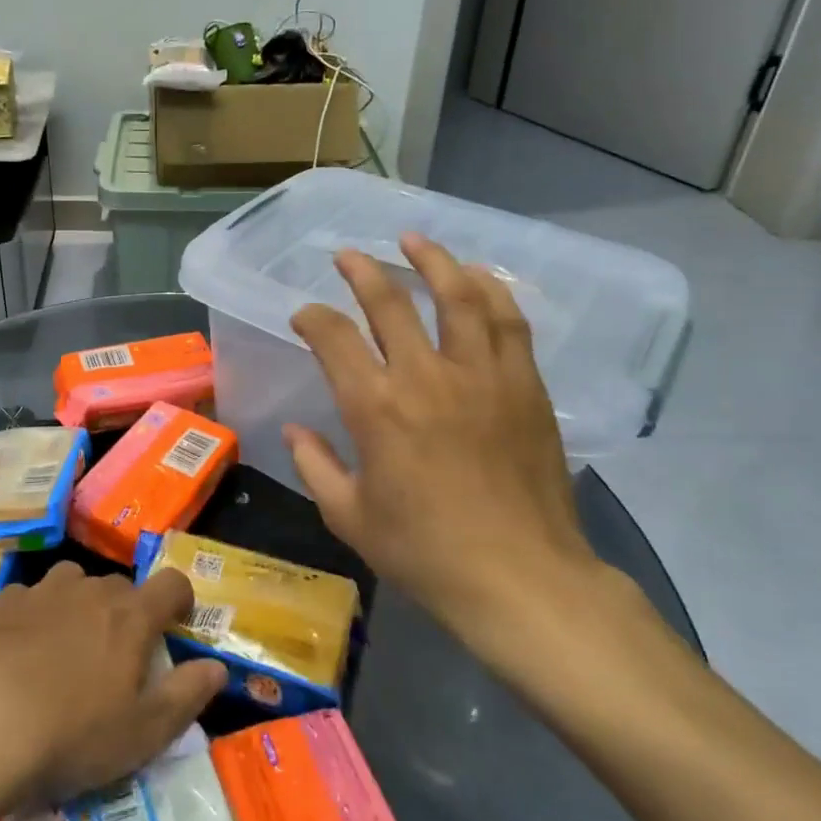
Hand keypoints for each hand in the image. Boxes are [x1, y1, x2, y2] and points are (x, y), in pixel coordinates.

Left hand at [0, 562, 226, 808]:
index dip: (181, 600)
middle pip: (121, 587)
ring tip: (66, 651)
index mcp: (131, 616)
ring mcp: (43, 592)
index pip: (172, 583)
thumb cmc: (72, 734)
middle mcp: (91, 590)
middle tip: (115, 658)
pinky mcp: (2, 603)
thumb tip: (217, 668)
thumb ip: (187, 696)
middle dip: (126, 613)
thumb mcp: (143, 733)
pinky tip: (20, 653)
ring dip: (79, 607)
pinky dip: (35, 616)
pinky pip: (31, 598)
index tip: (176, 626)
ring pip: (74, 584)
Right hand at [286, 234, 610, 677]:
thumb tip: (295, 430)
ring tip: (414, 240)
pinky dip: (491, 290)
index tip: (304, 315)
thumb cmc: (427, 553)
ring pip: (458, 295)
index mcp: (376, 408)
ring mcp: (482, 375)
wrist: (523, 580)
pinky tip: (478, 277)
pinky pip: (508, 321)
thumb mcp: (351, 517)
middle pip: (390, 302)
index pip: (334, 338)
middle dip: (362, 271)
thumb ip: (316, 466)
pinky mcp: (524, 385)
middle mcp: (426, 376)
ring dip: (432, 260)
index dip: (313, 318)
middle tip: (347, 255)